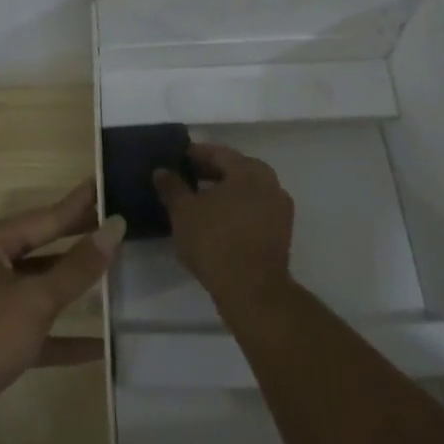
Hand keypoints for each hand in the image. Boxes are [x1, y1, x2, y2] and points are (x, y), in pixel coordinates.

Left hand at [0, 182, 123, 439]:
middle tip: (118, 224)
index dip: (80, 204)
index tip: (106, 181)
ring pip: (37, 286)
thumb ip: (77, 267)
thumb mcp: (34, 301)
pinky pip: (32, 326)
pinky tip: (98, 345)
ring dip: (72, 287)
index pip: (45, 217)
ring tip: (114, 271)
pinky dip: (61, 334)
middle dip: (78, 241)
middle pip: (42, 248)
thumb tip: (114, 227)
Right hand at [153, 143, 294, 312]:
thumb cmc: (215, 242)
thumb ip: (172, 187)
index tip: (178, 159)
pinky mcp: (282, 232)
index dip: (196, 154)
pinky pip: (255, 209)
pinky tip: (218, 221)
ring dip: (226, 191)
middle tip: (187, 177)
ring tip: (200, 200)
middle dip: (212, 172)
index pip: (219, 153)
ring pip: (248, 190)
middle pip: (236, 169)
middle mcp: (269, 183)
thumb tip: (161, 171)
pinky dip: (237, 209)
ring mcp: (279, 208)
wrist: (252, 290)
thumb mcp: (183, 212)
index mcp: (248, 171)